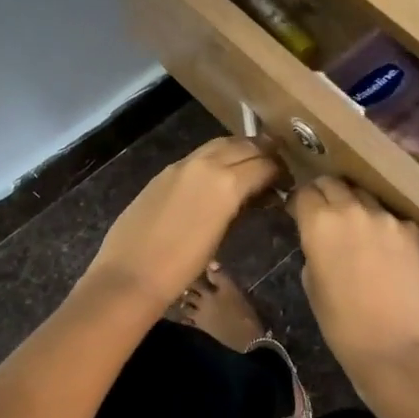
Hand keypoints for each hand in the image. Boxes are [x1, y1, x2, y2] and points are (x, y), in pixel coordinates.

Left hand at [83, 137, 279, 308]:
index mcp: (227, 183)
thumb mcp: (222, 236)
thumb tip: (258, 195)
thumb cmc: (182, 267)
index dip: (280, 170)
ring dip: (240, 149)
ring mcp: (183, 164)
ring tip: (251, 164)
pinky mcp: (166, 171)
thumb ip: (241, 207)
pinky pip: (200, 155)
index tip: (287, 180)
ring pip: (221, 143)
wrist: (131, 273)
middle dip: (264, 152)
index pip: (264, 164)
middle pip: (245, 145)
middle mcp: (207, 164)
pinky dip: (217, 156)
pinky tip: (219, 174)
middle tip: (275, 166)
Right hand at [289, 176, 418, 384]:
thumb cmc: (340, 323)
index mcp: (319, 222)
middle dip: (325, 194)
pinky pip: (392, 217)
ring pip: (364, 195)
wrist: (392, 346)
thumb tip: (320, 237)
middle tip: (325, 214)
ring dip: (355, 205)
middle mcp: (352, 209)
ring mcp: (386, 217)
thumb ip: (313, 248)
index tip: (301, 214)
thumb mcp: (310, 282)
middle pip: (333, 183)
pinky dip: (385, 225)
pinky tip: (385, 247)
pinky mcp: (412, 230)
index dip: (300, 203)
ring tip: (357, 227)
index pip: (304, 193)